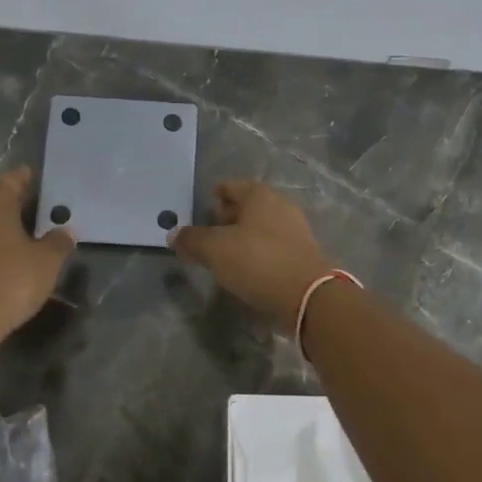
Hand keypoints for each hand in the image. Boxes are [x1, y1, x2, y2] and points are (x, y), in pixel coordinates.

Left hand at [0, 168, 75, 341]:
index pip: (10, 180)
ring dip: (2, 221)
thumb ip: (58, 242)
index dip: (25, 178)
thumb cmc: (10, 280)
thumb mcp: (47, 262)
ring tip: (26, 229)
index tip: (38, 178)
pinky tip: (8, 252)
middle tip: (37, 204)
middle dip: (13, 199)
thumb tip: (65, 231)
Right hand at [169, 181, 338, 330]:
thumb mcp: (215, 250)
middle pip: (246, 204)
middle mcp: (280, 204)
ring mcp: (295, 228)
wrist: (309, 296)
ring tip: (225, 253)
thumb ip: (192, 239)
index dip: (213, 196)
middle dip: (228, 215)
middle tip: (210, 232)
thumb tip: (173, 234)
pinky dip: (258, 251)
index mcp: (259, 194)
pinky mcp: (303, 252)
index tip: (201, 208)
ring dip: (243, 235)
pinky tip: (248, 267)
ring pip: (260, 225)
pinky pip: (273, 244)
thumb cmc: (258, 261)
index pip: (229, 186)